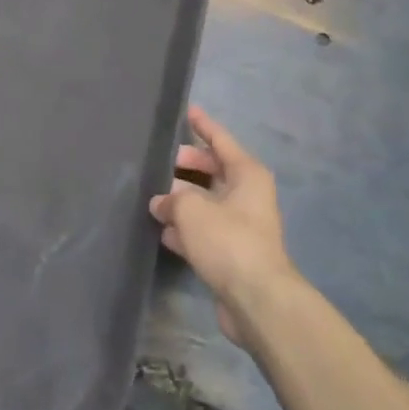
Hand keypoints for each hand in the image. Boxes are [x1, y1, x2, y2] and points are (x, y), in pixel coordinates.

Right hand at [149, 106, 298, 345]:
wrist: (256, 299)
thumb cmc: (228, 240)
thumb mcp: (191, 210)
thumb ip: (172, 199)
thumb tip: (161, 203)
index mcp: (247, 174)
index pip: (221, 140)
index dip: (202, 125)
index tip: (188, 110)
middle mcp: (248, 194)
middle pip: (213, 170)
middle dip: (186, 166)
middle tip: (159, 162)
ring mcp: (242, 225)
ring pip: (207, 202)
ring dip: (182, 200)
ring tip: (152, 196)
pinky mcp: (233, 253)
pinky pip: (205, 230)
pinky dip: (186, 228)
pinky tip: (162, 231)